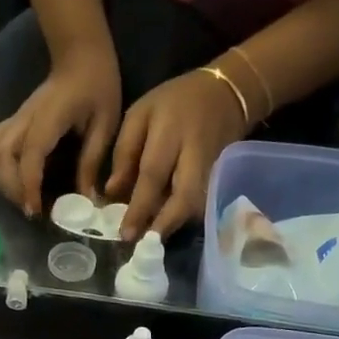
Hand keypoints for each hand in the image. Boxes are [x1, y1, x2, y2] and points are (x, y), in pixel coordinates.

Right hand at [0, 41, 121, 214]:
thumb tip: (86, 199)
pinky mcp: (15, 121)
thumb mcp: (105, 124)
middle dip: (12, 188)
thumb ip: (92, 161)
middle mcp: (25, 119)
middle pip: (1, 156)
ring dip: (1, 180)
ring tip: (22, 198)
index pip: (30, 155)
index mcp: (49, 118)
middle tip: (31, 208)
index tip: (36, 210)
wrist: (81, 55)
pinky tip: (14, 182)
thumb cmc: (97, 86)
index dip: (29, 185)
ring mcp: (16, 118)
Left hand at [107, 67, 252, 238]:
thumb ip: (125, 152)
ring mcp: (214, 167)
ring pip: (197, 206)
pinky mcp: (223, 177)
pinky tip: (166, 225)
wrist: (227, 92)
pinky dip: (184, 218)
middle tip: (143, 245)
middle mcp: (196, 151)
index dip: (139, 207)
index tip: (125, 233)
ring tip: (151, 238)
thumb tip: (111, 193)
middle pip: (184, 197)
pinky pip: (203, 204)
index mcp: (171, 130)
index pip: (153, 174)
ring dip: (174, 225)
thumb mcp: (140, 114)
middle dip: (163, 224)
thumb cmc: (173, 102)